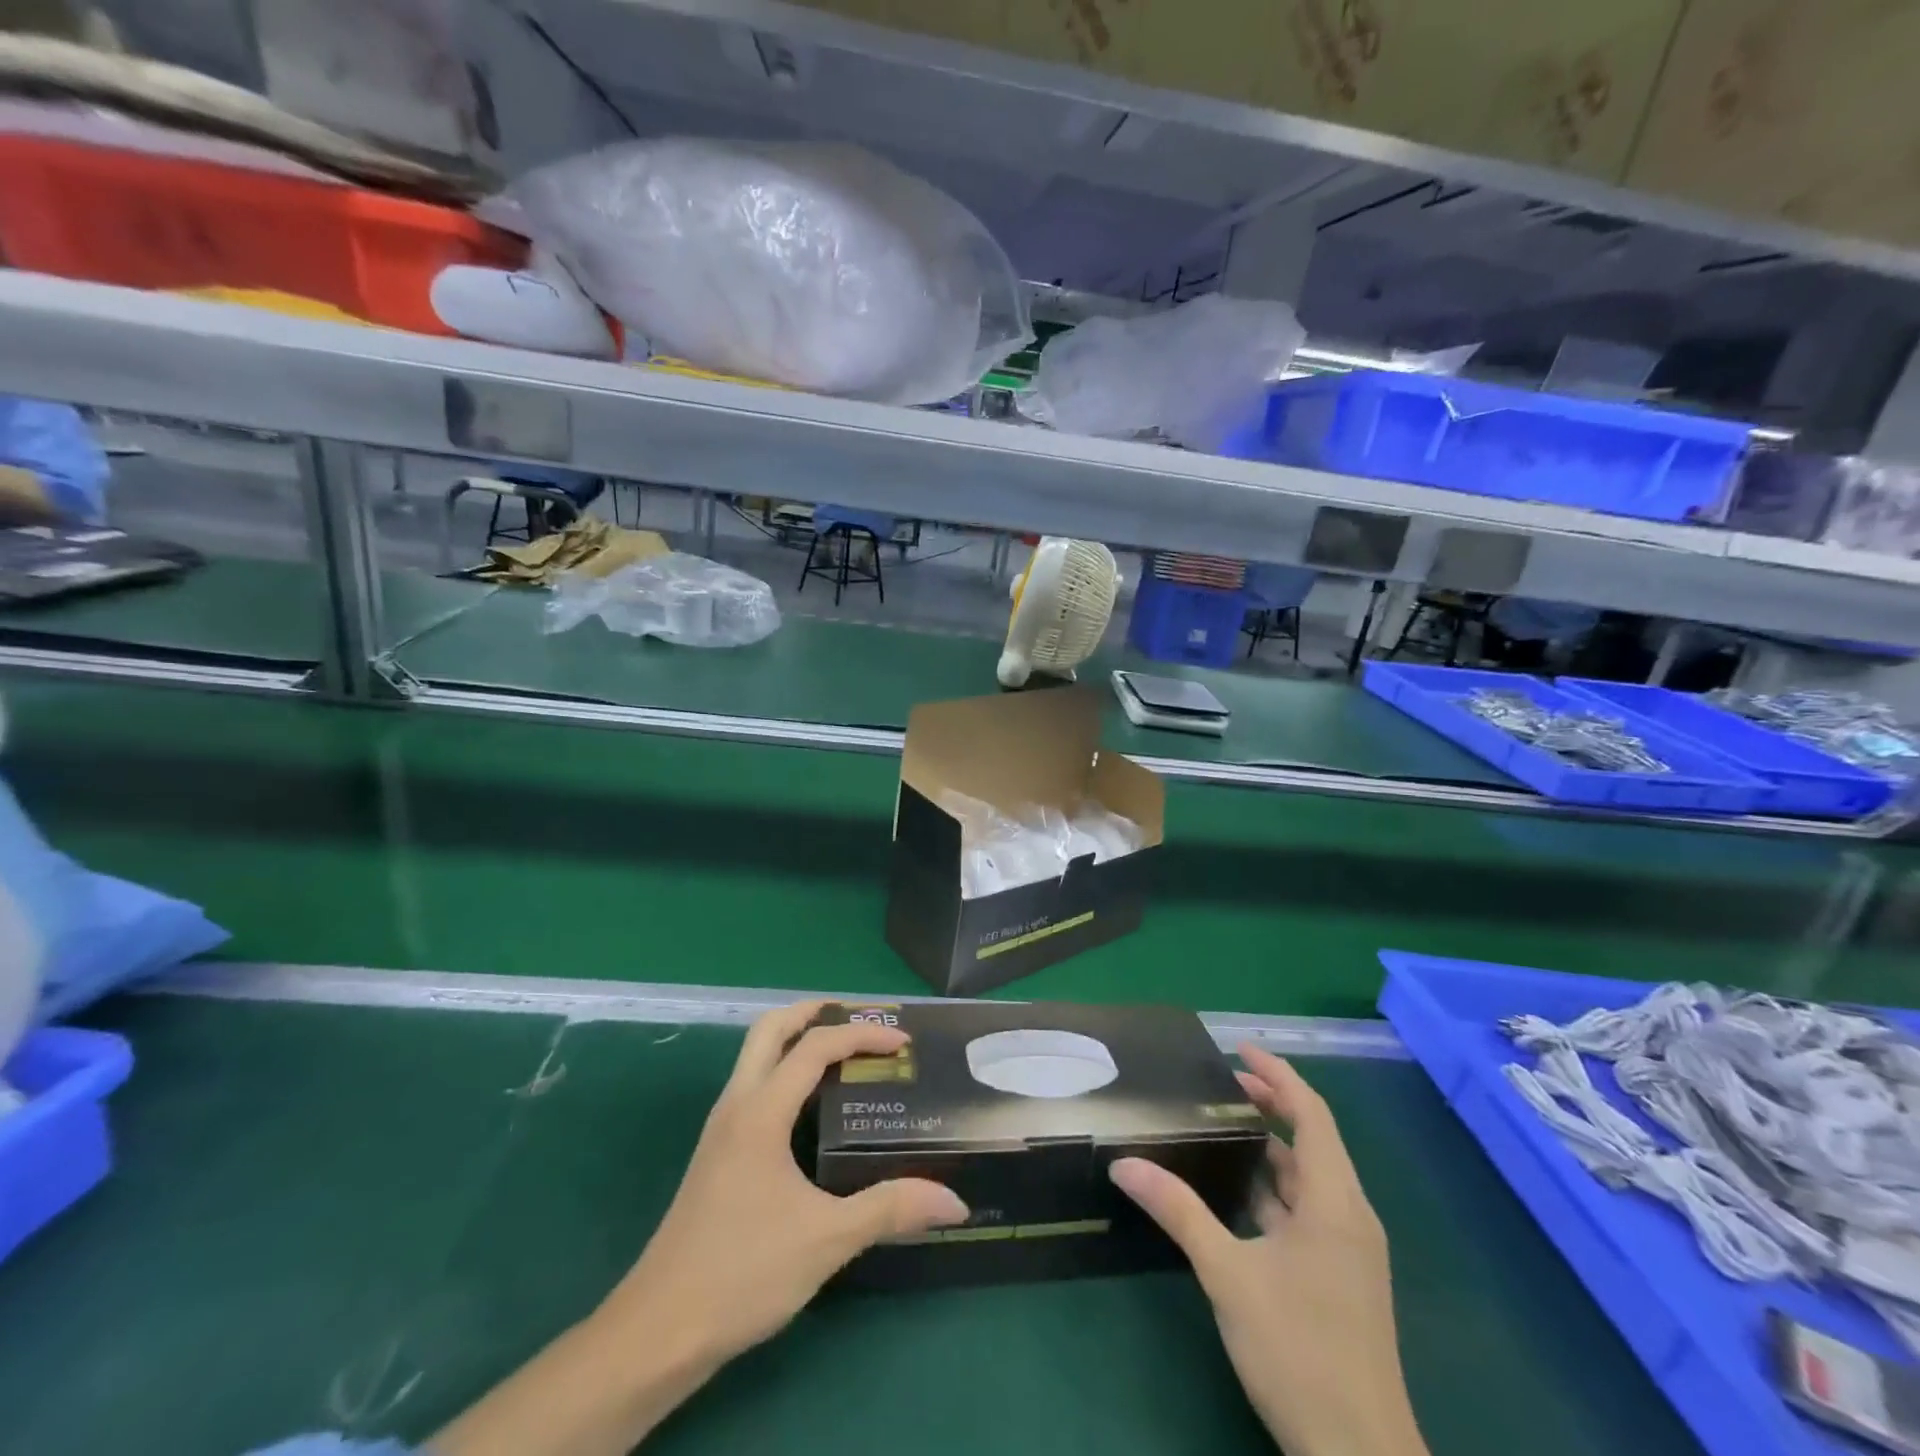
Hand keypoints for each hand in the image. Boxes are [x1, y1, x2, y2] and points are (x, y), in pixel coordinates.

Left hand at [434, 1001, 968, 1455]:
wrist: (657, 1332)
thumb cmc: (742, 1273)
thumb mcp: (825, 1240)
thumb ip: (890, 1210)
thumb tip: (954, 1200)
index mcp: (760, 1112)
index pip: (814, 1047)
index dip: (862, 1035)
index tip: (902, 1043)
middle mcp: (737, 1105)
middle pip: (770, 1028)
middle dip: (815, 1011)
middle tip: (860, 1018)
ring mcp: (721, 1128)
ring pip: (756, 1055)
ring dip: (796, 1038)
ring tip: (843, 1053)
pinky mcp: (716, 1152)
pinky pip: (753, 1084)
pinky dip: (785, 1070)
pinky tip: (811, 1107)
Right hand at [1109, 1045, 1427, 1455]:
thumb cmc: (1299, 1351)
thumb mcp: (1228, 1274)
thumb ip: (1178, 1211)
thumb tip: (1123, 1163)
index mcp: (1335, 1202)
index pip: (1312, 1114)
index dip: (1278, 1075)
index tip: (1238, 1049)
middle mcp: (1351, 1216)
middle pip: (1314, 1140)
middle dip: (1272, 1105)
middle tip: (1222, 1082)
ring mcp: (1350, 1250)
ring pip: (1311, 1178)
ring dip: (1272, 1148)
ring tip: (1222, 1127)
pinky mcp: (1343, 1277)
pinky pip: (1308, 1210)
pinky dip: (1275, 1188)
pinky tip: (1239, 1194)